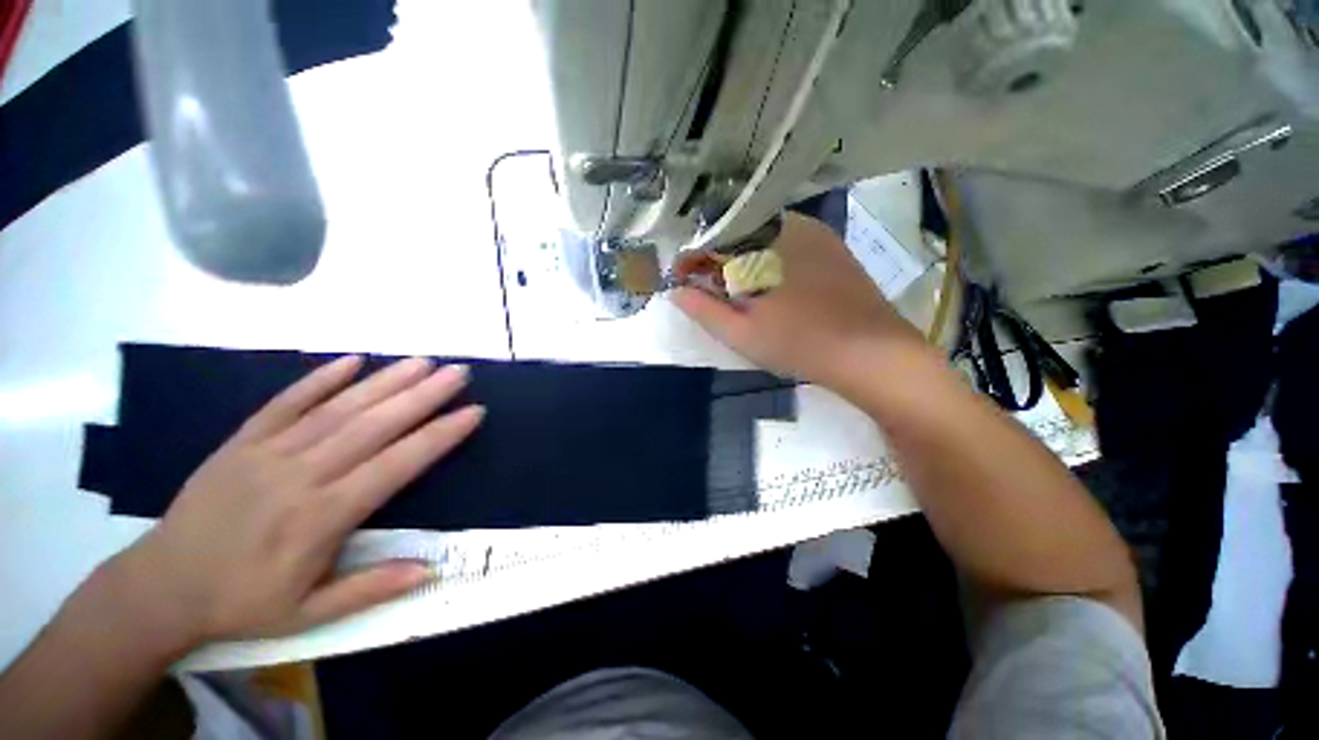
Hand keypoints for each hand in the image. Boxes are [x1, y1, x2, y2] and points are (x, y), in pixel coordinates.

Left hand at [110, 356, 484, 648]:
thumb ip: (370, 588)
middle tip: (459, 372)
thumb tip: (431, 569)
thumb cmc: (242, 602)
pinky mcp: (242, 441)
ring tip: (423, 361)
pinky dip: (320, 379)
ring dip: (385, 381)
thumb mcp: (307, 615)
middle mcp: (301, 475)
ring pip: (338, 409)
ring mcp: (268, 452)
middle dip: (423, 396)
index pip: (396, 465)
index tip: (473, 412)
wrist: (161, 587)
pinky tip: (352, 360)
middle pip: (373, 426)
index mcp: (322, 516)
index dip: (439, 437)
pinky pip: (285, 403)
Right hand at [673, 212, 925, 394]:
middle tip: (710, 291)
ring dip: (742, 260)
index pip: (713, 239)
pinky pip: (788, 243)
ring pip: (763, 238)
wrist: (872, 353)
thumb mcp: (741, 333)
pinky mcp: (833, 247)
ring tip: (738, 292)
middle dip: (717, 260)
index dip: (692, 260)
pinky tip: (771, 287)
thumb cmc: (800, 344)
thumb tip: (675, 291)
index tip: (683, 282)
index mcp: (764, 243)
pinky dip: (769, 260)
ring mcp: (817, 234)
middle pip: (738, 234)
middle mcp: (791, 225)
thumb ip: (703, 310)